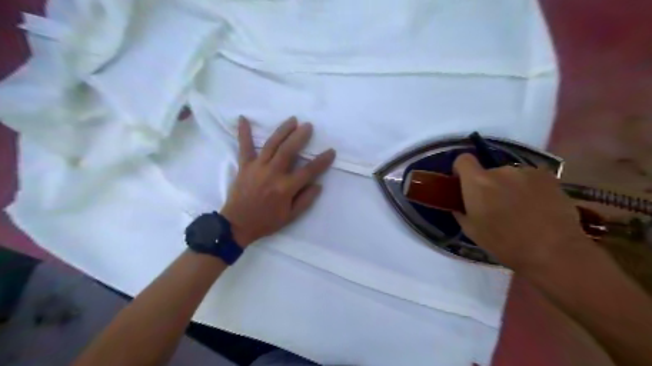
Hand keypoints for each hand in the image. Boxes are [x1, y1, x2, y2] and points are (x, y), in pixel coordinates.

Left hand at [221, 116, 335, 247]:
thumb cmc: (266, 221)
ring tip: (292, 120)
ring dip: (283, 131)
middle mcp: (272, 174)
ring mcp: (257, 168)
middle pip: (289, 150)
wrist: (237, 225)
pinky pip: (244, 147)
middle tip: (308, 126)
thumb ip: (305, 200)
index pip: (308, 171)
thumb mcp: (290, 217)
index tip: (331, 151)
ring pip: (271, 145)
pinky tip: (242, 118)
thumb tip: (318, 185)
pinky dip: (243, 133)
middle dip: (300, 136)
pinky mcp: (244, 166)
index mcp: (285, 188)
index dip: (322, 161)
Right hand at [454, 153, 590, 269]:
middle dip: (489, 185)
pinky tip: (538, 207)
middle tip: (496, 206)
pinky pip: (530, 178)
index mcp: (477, 182)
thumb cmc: (504, 243)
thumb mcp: (471, 230)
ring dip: (510, 187)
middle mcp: (500, 170)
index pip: (463, 159)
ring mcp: (526, 171)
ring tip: (521, 209)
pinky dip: (529, 188)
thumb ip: (461, 211)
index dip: (461, 169)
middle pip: (488, 172)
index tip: (464, 183)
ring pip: (510, 176)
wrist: (553, 251)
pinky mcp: (548, 176)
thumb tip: (460, 205)